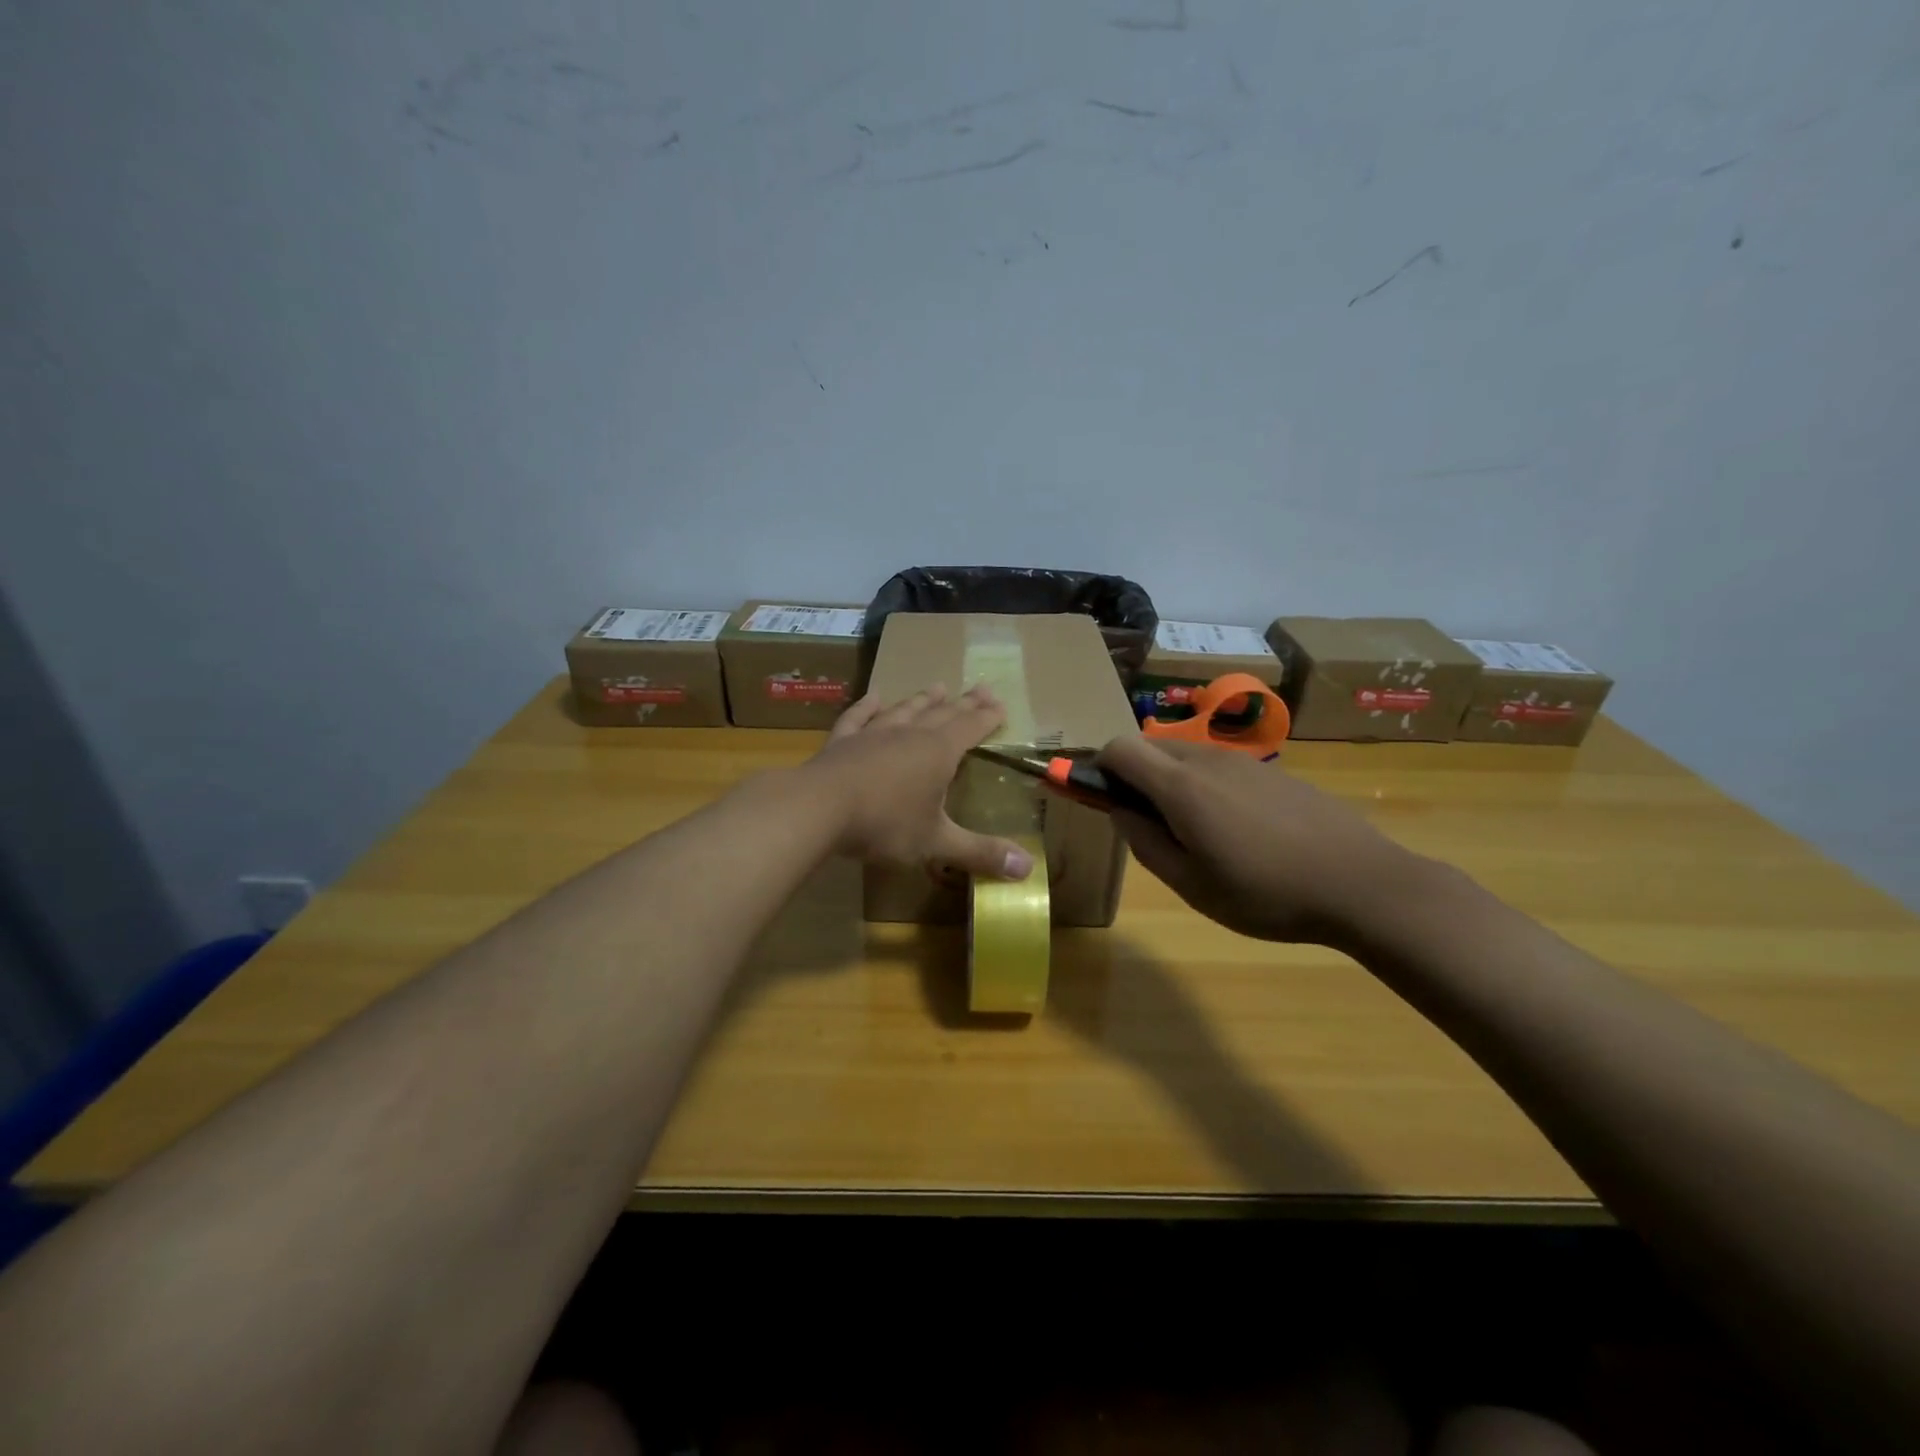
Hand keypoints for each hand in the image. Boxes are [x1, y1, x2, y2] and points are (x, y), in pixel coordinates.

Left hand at [805, 685, 1035, 880]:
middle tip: (980, 688)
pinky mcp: (842, 741)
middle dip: (963, 703)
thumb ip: (980, 853)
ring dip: (922, 700)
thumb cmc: (884, 824)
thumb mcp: (936, 842)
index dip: (987, 718)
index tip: (1000, 705)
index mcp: (938, 752)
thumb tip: (1028, 869)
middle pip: (942, 713)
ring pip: (904, 711)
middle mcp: (909, 734)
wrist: (817, 808)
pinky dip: (868, 706)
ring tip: (937, 687)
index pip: (970, 728)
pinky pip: (859, 717)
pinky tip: (874, 697)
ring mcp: (873, 734)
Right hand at [1094, 736, 1429, 944]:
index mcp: (1181, 786)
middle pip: (1150, 746)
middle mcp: (1207, 759)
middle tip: (1146, 824)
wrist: (1362, 884)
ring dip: (1169, 780)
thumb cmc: (1265, 893)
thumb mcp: (1192, 885)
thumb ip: (1145, 844)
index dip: (1099, 766)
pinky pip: (1219, 766)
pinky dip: (1204, 785)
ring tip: (1194, 833)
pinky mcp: (1273, 771)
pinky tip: (1236, 830)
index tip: (1100, 798)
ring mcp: (1244, 761)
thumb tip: (1119, 811)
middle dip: (1133, 775)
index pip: (1119, 747)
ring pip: (1185, 755)